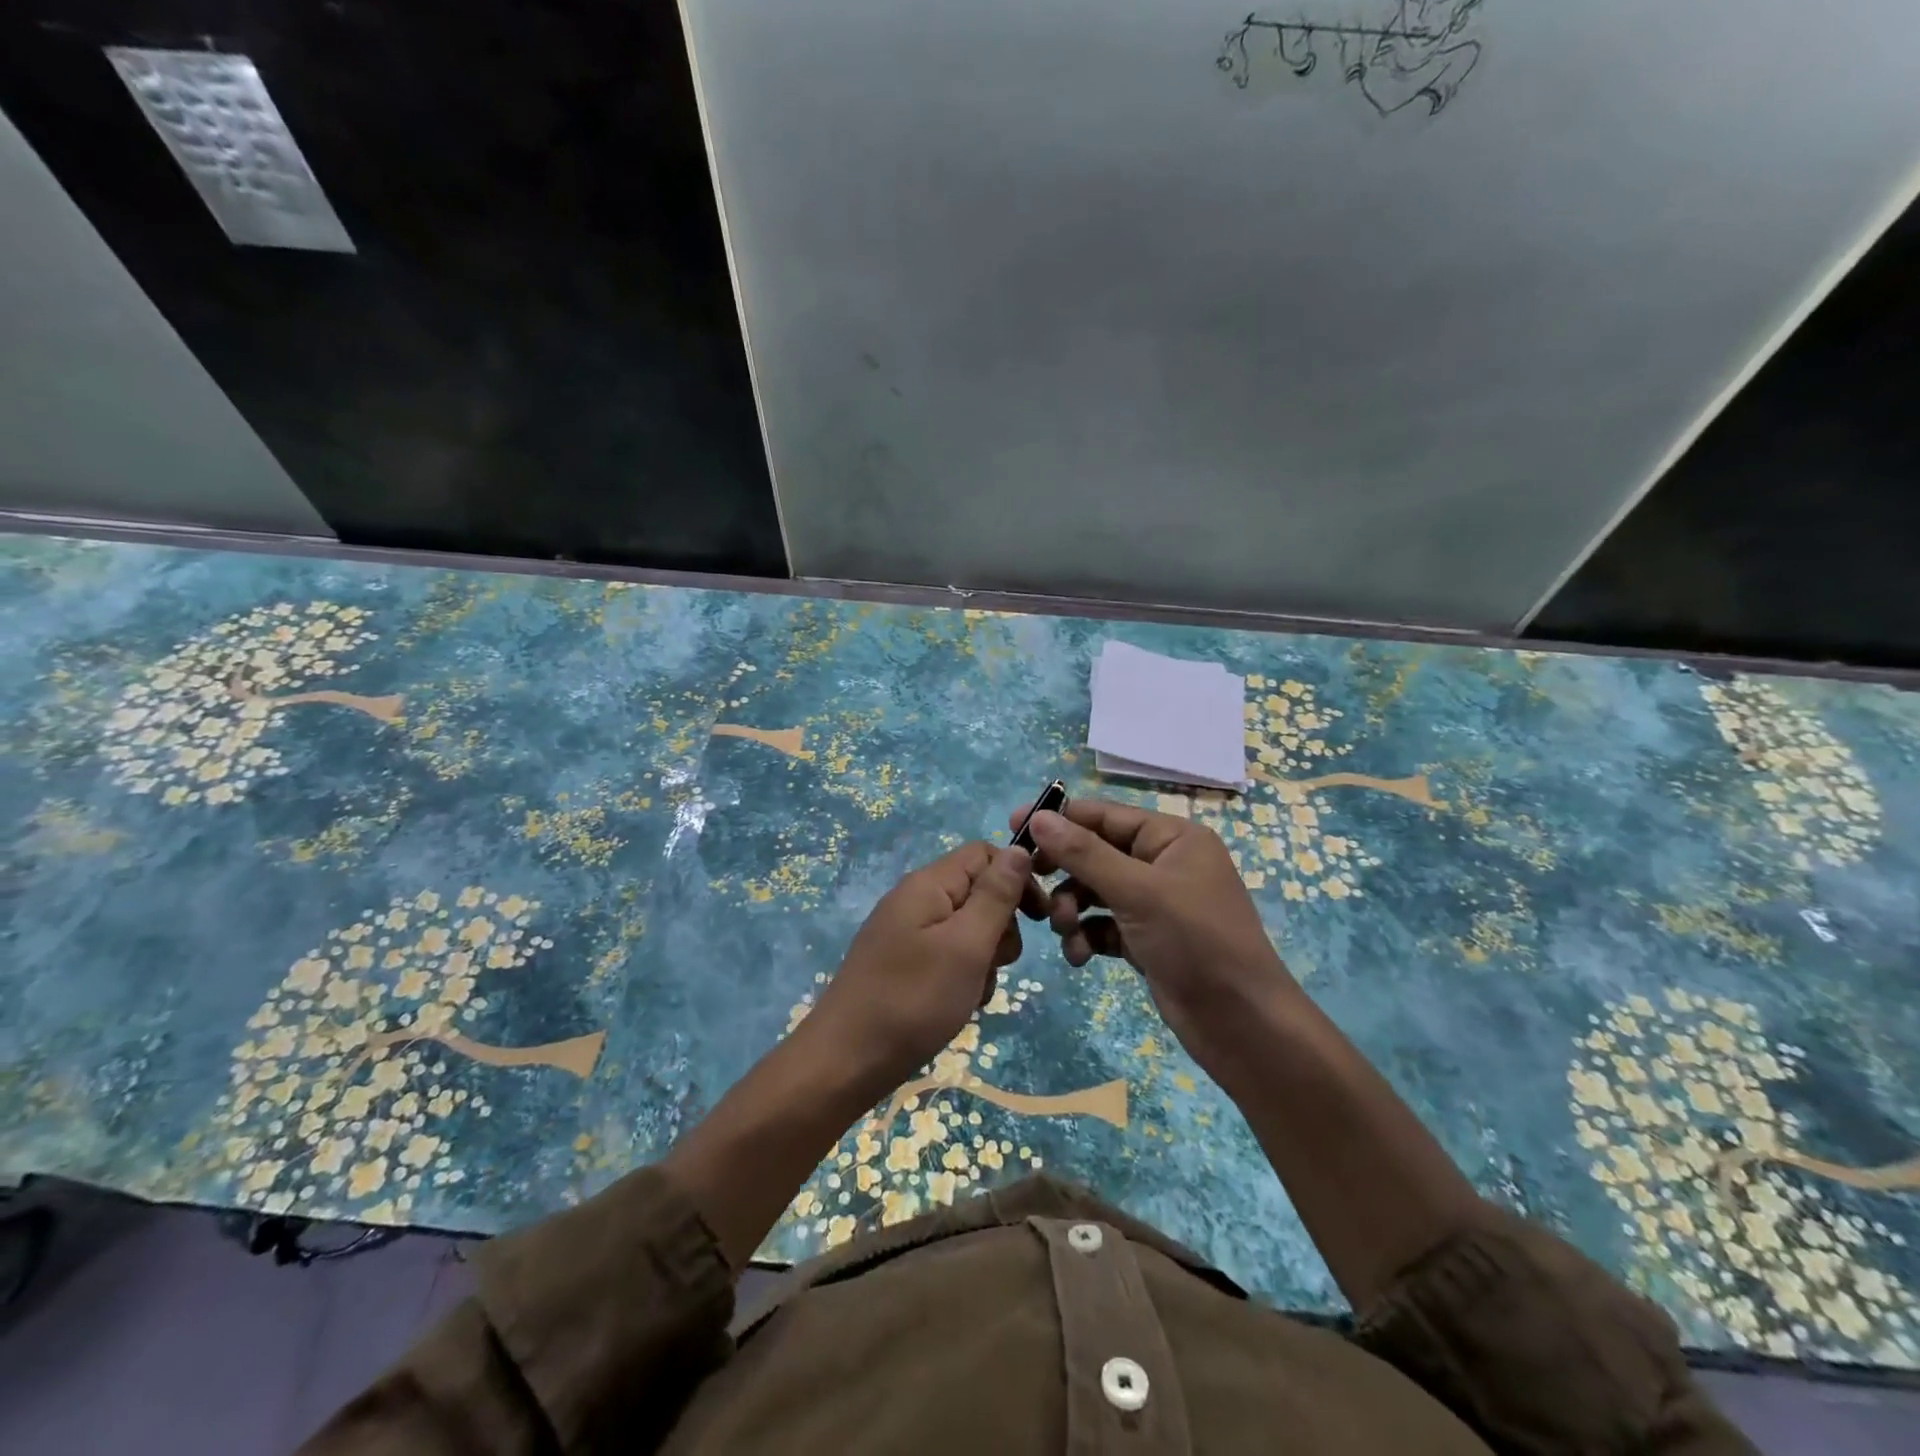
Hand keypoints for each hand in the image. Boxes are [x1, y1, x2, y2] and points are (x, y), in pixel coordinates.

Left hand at [803, 841, 1032, 1093]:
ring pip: (968, 930)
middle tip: (998, 963)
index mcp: (928, 884)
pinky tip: (958, 1005)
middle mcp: (916, 900)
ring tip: (973, 992)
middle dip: (1000, 927)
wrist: (845, 1062)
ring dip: (984, 959)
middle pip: (978, 892)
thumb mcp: (966, 945)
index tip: (1038, 919)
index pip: (984, 854)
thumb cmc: (913, 999)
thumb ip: (995, 896)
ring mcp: (907, 933)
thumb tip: (1020, 849)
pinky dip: (963, 977)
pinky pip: (948, 956)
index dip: (1016, 878)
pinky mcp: (904, 963)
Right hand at [1012, 799, 1297, 1065]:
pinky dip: (1086, 936)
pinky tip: (1079, 956)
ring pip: (1095, 892)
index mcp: (1172, 838)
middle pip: (1096, 854)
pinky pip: (1103, 925)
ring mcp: (1156, 904)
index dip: (1060, 820)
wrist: (1242, 1024)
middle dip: (1065, 874)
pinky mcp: (1147, 939)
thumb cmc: (1195, 942)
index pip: (1105, 816)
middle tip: (1031, 887)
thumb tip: (1037, 817)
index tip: (1014, 827)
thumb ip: (1084, 853)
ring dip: (1072, 909)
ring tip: (1063, 930)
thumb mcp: (1137, 891)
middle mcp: (1164, 864)